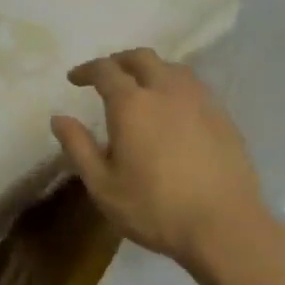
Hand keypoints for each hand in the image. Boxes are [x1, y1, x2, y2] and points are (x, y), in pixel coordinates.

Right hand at [50, 49, 264, 270]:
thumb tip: (58, 118)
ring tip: (142, 87)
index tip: (75, 79)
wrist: (225, 226)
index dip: (87, 70)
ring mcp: (199, 100)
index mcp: (132, 103)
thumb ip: (78, 147)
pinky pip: (194, 86)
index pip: (105, 70)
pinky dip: (175, 86)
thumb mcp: (103, 186)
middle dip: (119, 61)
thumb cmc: (156, 209)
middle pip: (141, 58)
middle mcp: (166, 90)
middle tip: (107, 76)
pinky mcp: (222, 115)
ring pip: (171, 67)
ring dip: (151, 69)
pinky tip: (174, 108)